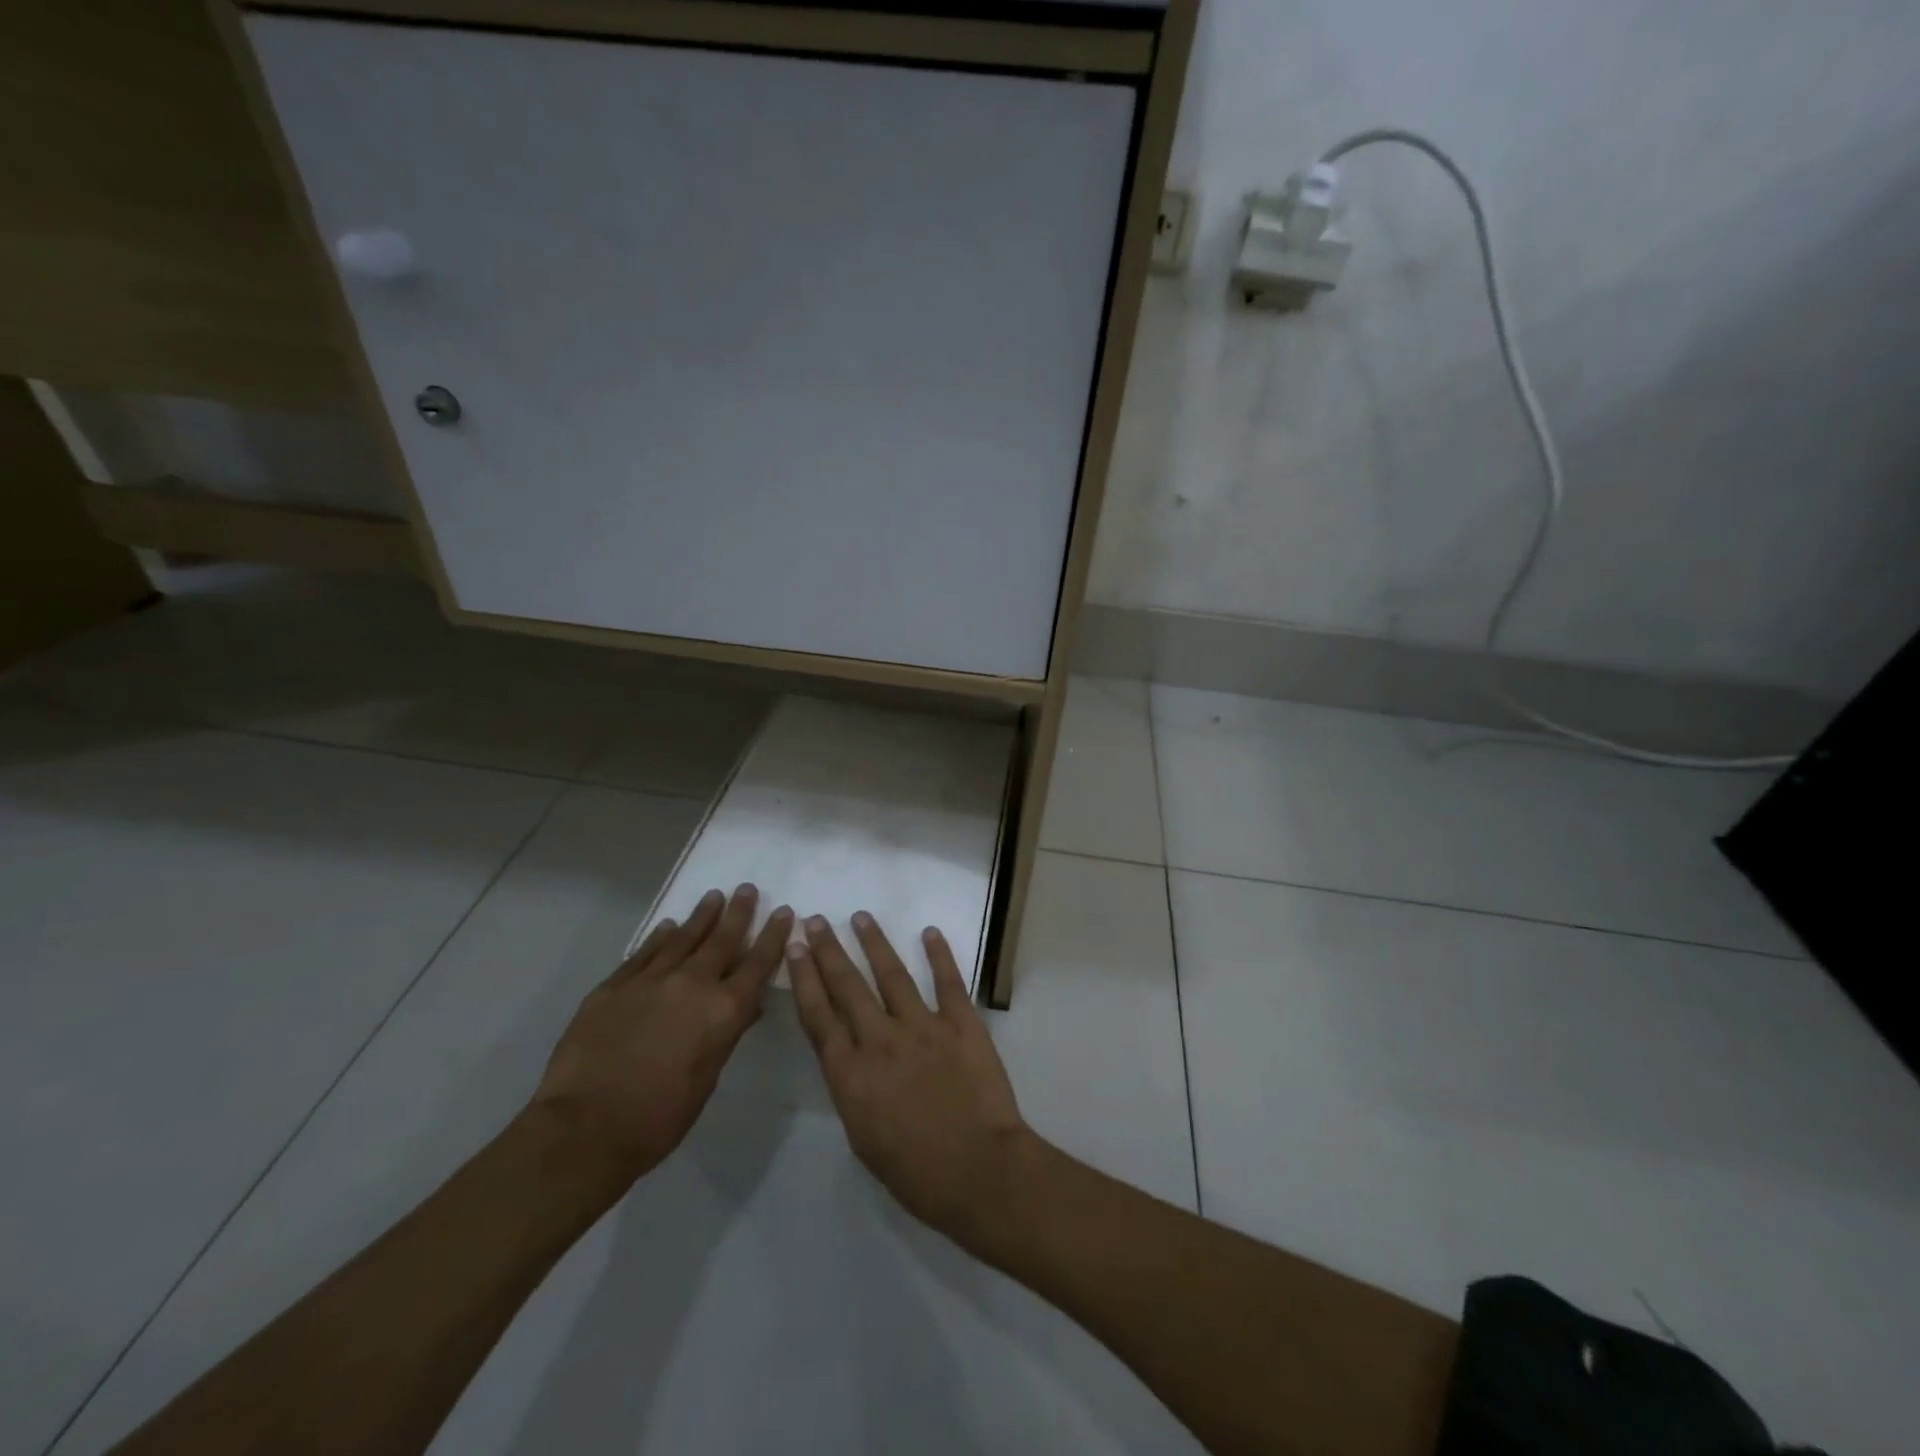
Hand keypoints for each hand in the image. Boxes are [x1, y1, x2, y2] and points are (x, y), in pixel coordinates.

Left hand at [530, 885, 792, 1190]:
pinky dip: (660, 938)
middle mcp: (692, 985)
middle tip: (747, 889)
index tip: (783, 912)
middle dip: (738, 913)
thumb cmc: (660, 1117)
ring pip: (682, 938)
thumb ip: (725, 1036)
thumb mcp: (708, 1079)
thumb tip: (745, 1007)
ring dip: (701, 916)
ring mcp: (650, 981)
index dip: (773, 936)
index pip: (758, 964)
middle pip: (722, 940)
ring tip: (714, 896)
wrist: (585, 1128)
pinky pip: (644, 954)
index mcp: (723, 1010)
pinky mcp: (614, 987)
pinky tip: (667, 927)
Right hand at [786, 913, 1035, 1251]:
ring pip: (892, 975)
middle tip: (816, 921)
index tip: (795, 949)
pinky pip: (947, 981)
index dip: (805, 979)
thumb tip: (852, 1062)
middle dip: (829, 951)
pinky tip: (930, 932)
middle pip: (848, 987)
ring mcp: (923, 1027)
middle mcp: (881, 1041)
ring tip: (861, 917)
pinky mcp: (961, 1023)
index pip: (819, 1016)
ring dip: (874, 943)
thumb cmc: (916, 1173)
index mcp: (851, 1075)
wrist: (978, 1171)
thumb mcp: (863, 1139)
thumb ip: (854, 1091)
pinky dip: (939, 954)